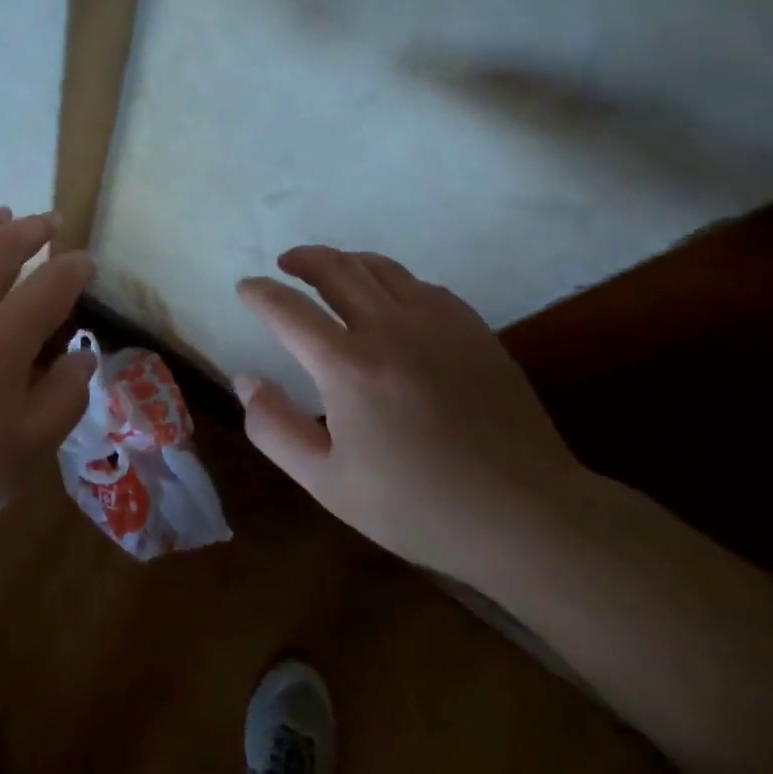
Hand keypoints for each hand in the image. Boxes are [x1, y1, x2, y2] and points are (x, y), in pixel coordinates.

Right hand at [235, 245, 585, 582]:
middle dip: (302, 259)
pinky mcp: (472, 329)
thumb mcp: (327, 482)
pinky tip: (390, 301)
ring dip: (345, 261)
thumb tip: (246, 380)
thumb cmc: (418, 506)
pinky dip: (392, 281)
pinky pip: (421, 285)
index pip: (288, 309)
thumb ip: (274, 428)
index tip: (246, 289)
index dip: (260, 293)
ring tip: (330, 271)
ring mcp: (437, 322)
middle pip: (335, 268)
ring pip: (380, 268)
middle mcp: (389, 328)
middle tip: (285, 264)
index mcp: (347, 366)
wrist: (526, 514)